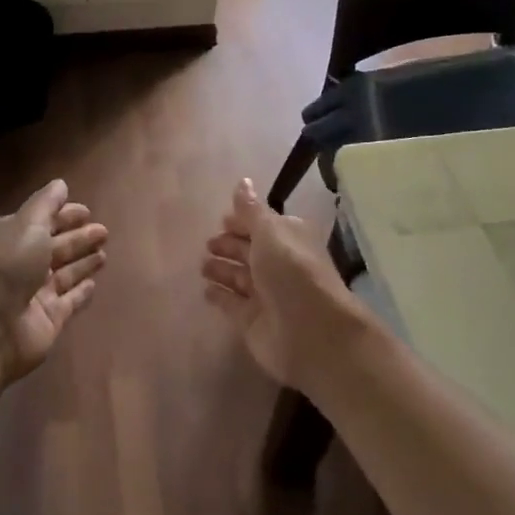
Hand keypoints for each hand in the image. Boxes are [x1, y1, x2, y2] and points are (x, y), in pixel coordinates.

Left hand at [0, 180, 105, 384]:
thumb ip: (46, 204)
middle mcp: (23, 264)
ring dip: (82, 262)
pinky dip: (81, 292)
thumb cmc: (7, 265)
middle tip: (104, 231)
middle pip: (56, 246)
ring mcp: (36, 293)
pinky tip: (94, 284)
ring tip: (104, 254)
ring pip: (65, 273)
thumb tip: (60, 184)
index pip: (42, 221)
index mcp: (12, 237)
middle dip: (79, 238)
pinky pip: (69, 302)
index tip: (87, 211)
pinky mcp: (48, 319)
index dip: (64, 215)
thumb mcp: (26, 224)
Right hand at [201, 179, 371, 388]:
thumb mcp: (270, 233)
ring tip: (202, 265)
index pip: (262, 225)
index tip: (222, 219)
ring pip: (239, 276)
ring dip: (222, 269)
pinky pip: (231, 304)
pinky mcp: (252, 321)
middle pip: (249, 251)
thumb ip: (251, 210)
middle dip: (229, 245)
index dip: (243, 221)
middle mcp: (279, 265)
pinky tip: (205, 290)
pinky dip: (220, 296)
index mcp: (288, 239)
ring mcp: (265, 294)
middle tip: (208, 243)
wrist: (312, 333)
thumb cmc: (292, 272)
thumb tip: (243, 181)